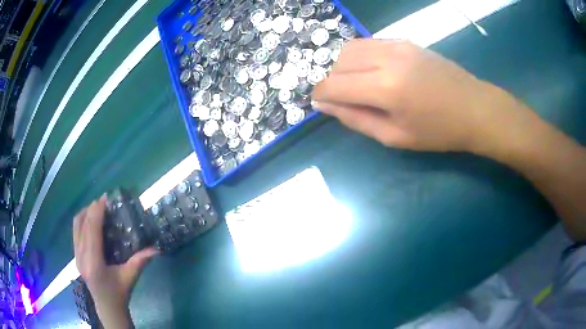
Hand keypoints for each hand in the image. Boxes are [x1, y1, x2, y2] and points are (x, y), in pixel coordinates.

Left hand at [73, 195, 157, 327]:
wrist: (106, 306)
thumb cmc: (119, 293)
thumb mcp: (130, 277)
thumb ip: (140, 262)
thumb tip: (156, 248)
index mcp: (94, 263)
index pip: (92, 231)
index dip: (97, 213)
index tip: (104, 199)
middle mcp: (81, 257)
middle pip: (82, 225)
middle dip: (91, 209)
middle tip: (103, 201)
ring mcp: (76, 256)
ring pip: (76, 226)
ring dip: (85, 213)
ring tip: (96, 208)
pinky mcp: (75, 256)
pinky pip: (75, 231)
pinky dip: (82, 221)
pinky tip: (90, 221)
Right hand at [312, 39, 524, 152]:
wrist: (475, 108)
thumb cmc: (439, 132)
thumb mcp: (395, 137)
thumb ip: (356, 119)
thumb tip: (325, 105)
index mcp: (385, 88)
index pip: (333, 85)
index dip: (321, 96)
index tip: (321, 105)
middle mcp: (386, 58)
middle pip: (338, 62)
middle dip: (332, 81)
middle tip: (345, 99)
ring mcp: (396, 45)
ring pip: (350, 47)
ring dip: (344, 66)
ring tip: (359, 85)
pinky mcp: (404, 41)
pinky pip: (369, 43)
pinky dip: (361, 57)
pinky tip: (374, 71)